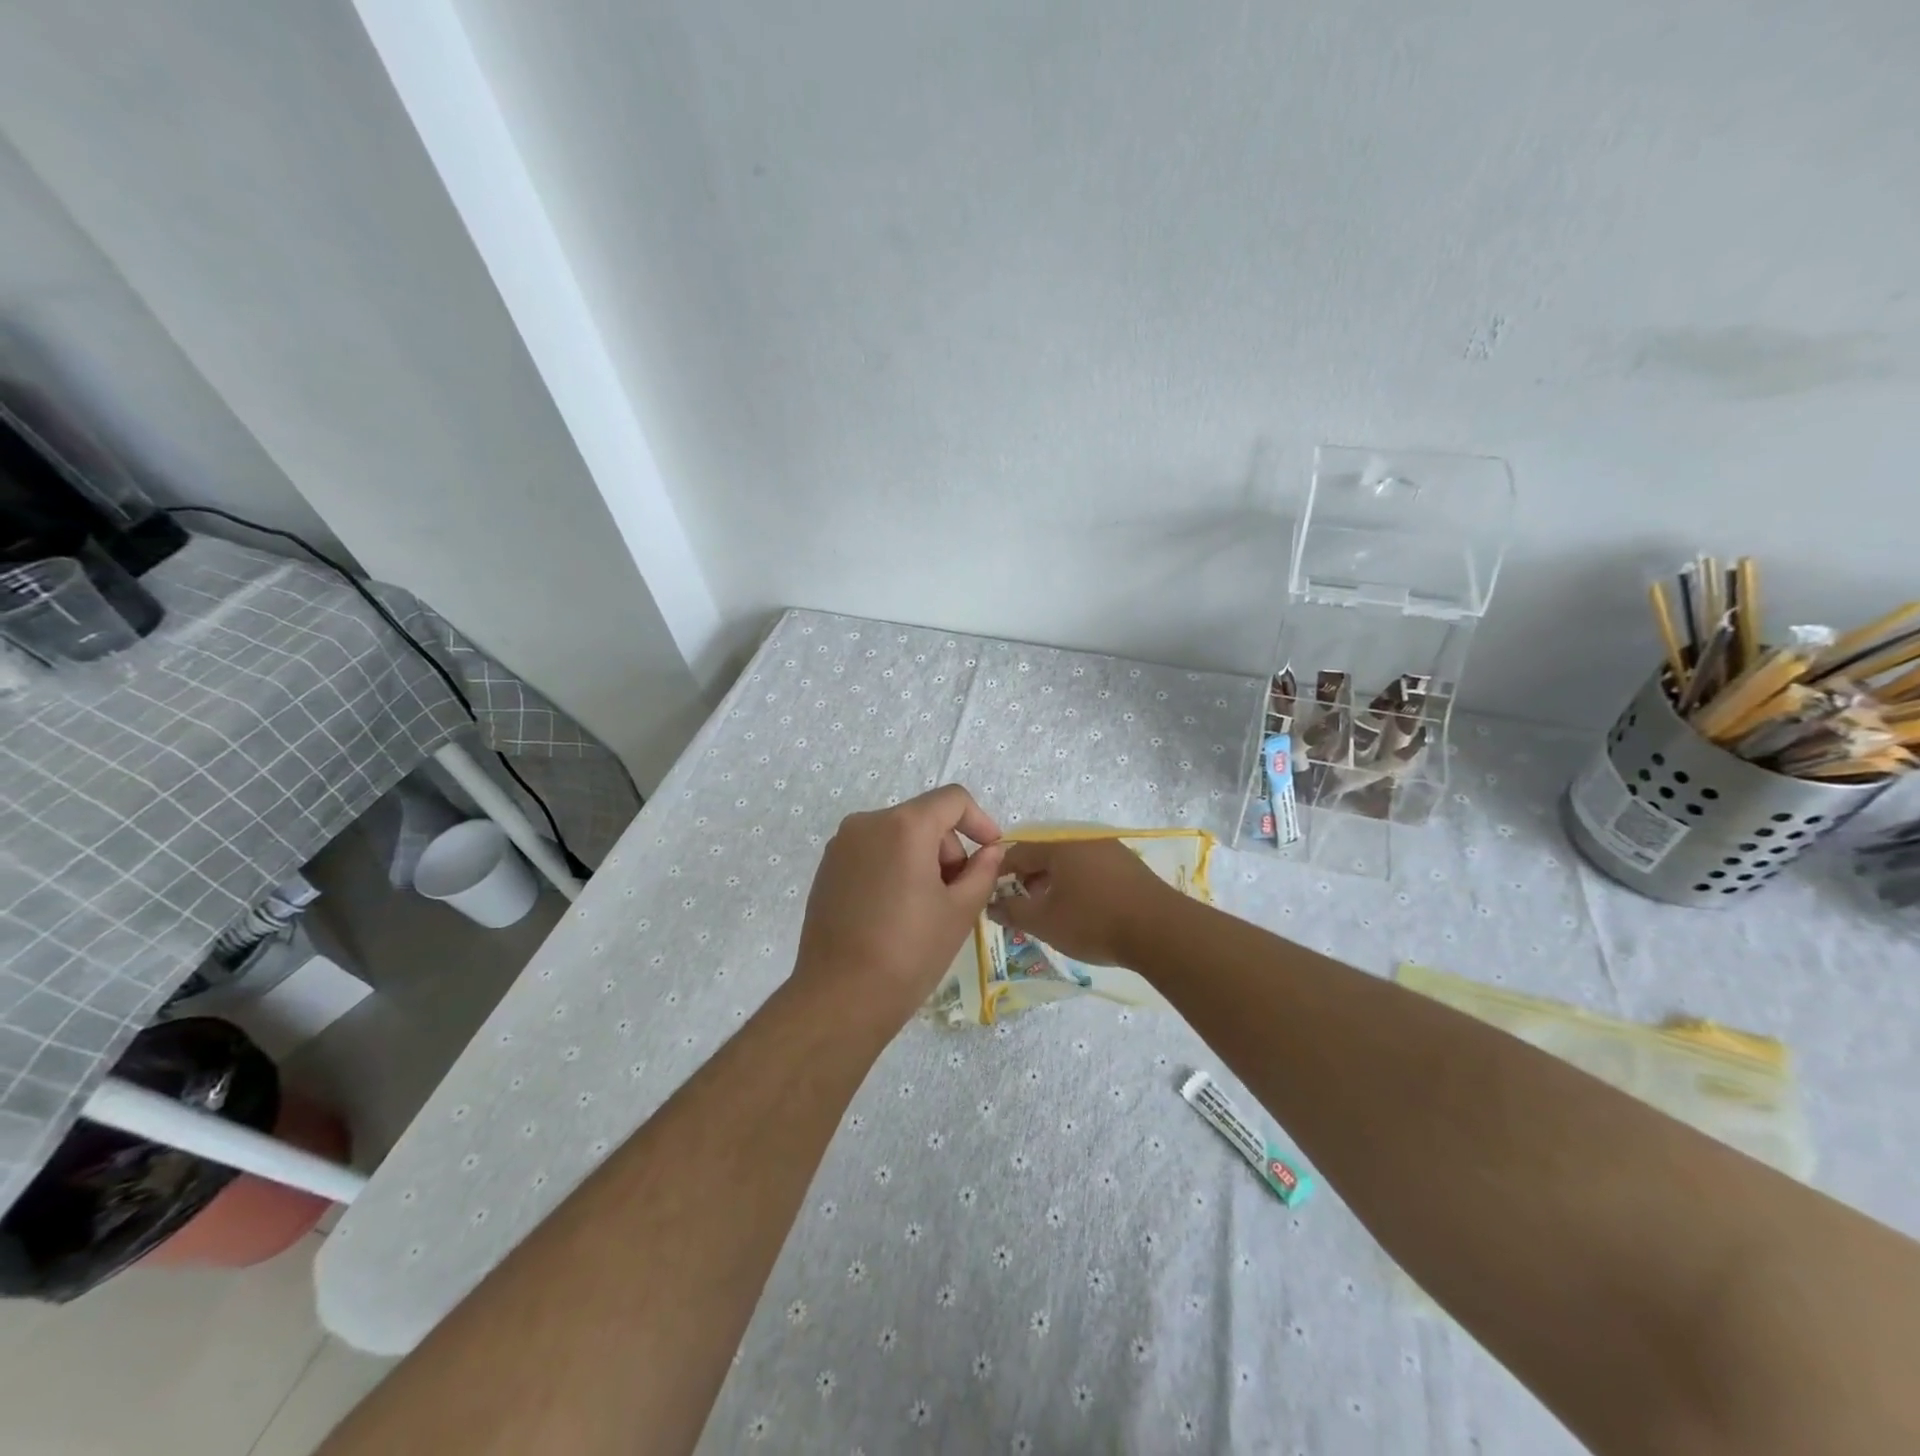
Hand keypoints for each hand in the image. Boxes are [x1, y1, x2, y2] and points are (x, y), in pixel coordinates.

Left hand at [794, 785, 1005, 1021]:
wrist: (840, 997)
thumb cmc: (909, 952)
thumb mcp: (960, 911)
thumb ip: (983, 871)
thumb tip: (992, 850)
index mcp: (904, 826)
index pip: (953, 799)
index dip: (980, 821)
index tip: (991, 852)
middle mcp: (868, 823)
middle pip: (924, 818)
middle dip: (948, 849)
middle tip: (956, 895)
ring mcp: (841, 845)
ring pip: (897, 835)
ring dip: (922, 860)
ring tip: (926, 909)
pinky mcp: (826, 868)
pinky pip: (872, 852)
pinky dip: (893, 868)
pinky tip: (895, 912)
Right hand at [990, 838, 1178, 966]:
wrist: (1161, 930)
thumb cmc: (1094, 922)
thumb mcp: (1045, 922)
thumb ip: (1013, 911)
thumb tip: (992, 904)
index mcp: (1058, 846)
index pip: (1018, 851)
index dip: (1001, 872)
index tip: (994, 893)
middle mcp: (1083, 839)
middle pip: (1045, 854)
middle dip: (1029, 878)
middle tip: (1023, 905)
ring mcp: (1110, 850)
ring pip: (1070, 861)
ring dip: (1055, 882)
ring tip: (1051, 909)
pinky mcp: (1130, 866)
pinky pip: (1092, 868)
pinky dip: (1078, 883)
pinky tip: (1082, 908)